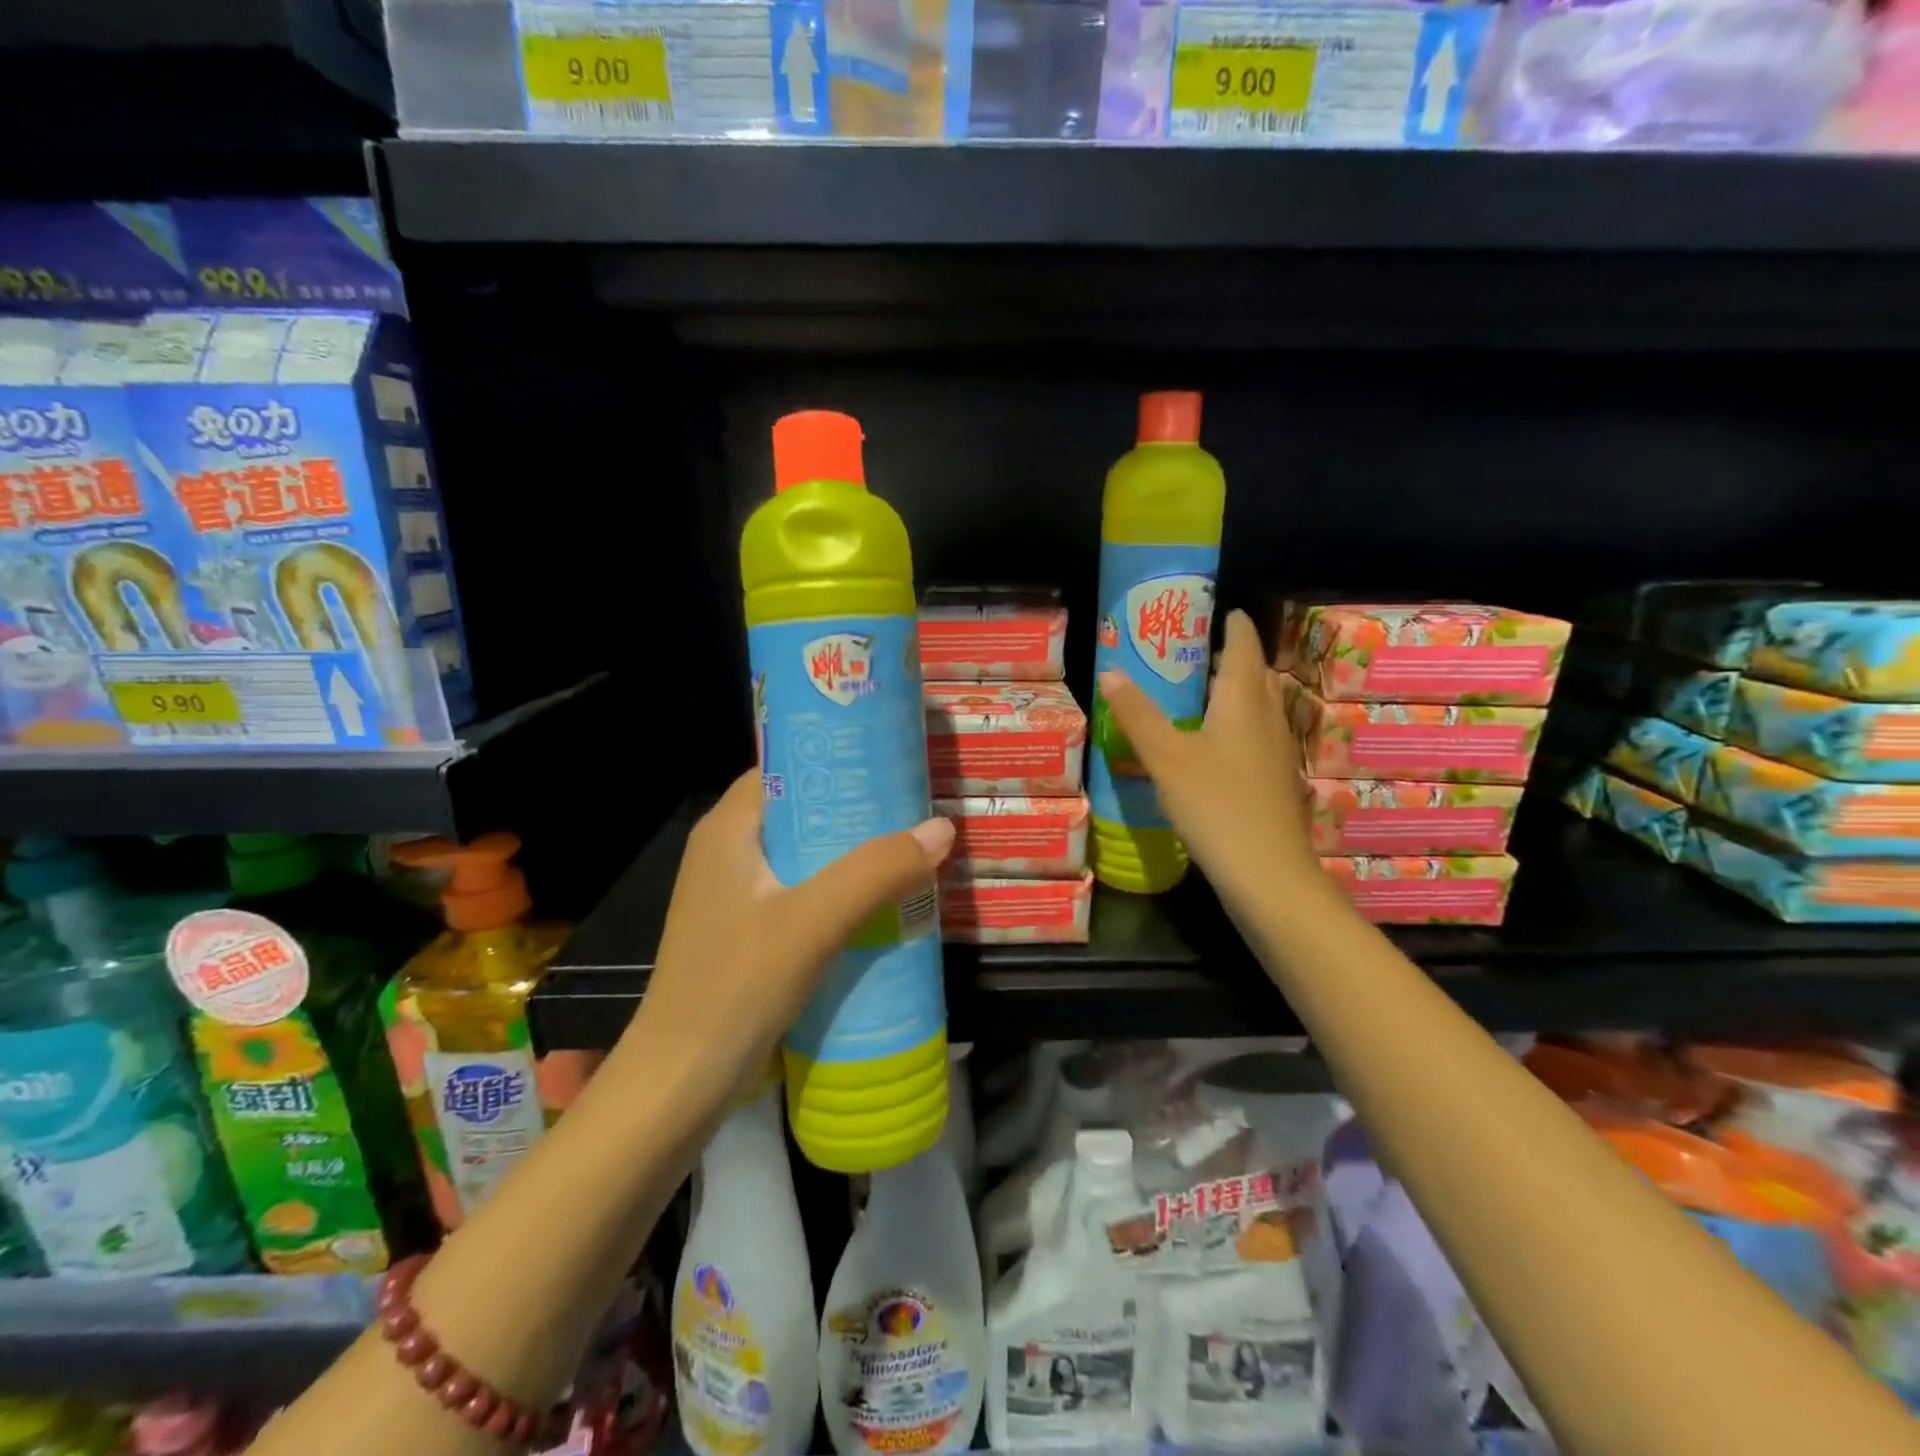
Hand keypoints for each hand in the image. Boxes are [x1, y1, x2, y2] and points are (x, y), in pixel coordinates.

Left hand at [625, 771, 955, 1103]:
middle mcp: (728, 852)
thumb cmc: (736, 985)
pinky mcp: (749, 933)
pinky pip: (804, 893)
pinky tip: (883, 902)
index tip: (891, 759)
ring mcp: (737, 896)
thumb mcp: (812, 921)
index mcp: (729, 829)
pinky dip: (842, 891)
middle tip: (916, 805)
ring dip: (854, 854)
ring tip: (911, 847)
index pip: (785, 767)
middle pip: (802, 811)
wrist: (681, 1083)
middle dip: (857, 810)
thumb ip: (875, 872)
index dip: (835, 758)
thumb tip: (942, 828)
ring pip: (806, 856)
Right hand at [1098, 609, 1320, 914]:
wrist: (1267, 875)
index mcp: (1243, 702)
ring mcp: (1274, 753)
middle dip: (1229, 657)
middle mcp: (1266, 719)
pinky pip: (1252, 738)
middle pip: (1253, 676)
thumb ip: (1138, 714)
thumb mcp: (1167, 757)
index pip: (1244, 646)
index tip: (1216, 610)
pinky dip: (1231, 727)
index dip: (1232, 625)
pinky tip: (1207, 746)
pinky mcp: (1271, 783)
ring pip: (1255, 708)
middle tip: (1191, 651)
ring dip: (1231, 693)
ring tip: (1194, 692)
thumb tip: (1110, 672)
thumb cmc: (1217, 806)